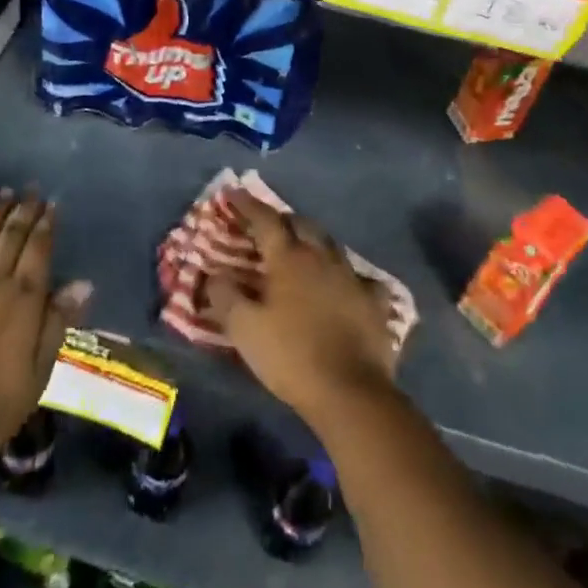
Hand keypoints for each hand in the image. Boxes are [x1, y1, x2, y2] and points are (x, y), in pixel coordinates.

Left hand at [0, 189, 91, 472]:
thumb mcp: (36, 376)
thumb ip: (57, 324)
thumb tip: (82, 283)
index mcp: (21, 299)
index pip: (38, 249)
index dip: (46, 225)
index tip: (52, 205)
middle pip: (10, 236)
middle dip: (24, 211)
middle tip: (31, 189)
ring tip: (5, 195)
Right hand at [207, 190, 398, 425]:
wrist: (351, 394)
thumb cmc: (291, 356)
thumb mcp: (244, 329)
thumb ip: (224, 296)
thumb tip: (212, 274)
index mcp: (289, 257)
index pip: (265, 219)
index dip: (246, 205)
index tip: (232, 193)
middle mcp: (322, 257)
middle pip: (301, 224)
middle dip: (282, 220)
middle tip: (268, 225)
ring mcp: (352, 277)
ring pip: (330, 245)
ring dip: (313, 241)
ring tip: (303, 248)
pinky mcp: (375, 303)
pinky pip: (361, 278)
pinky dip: (348, 275)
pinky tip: (347, 284)